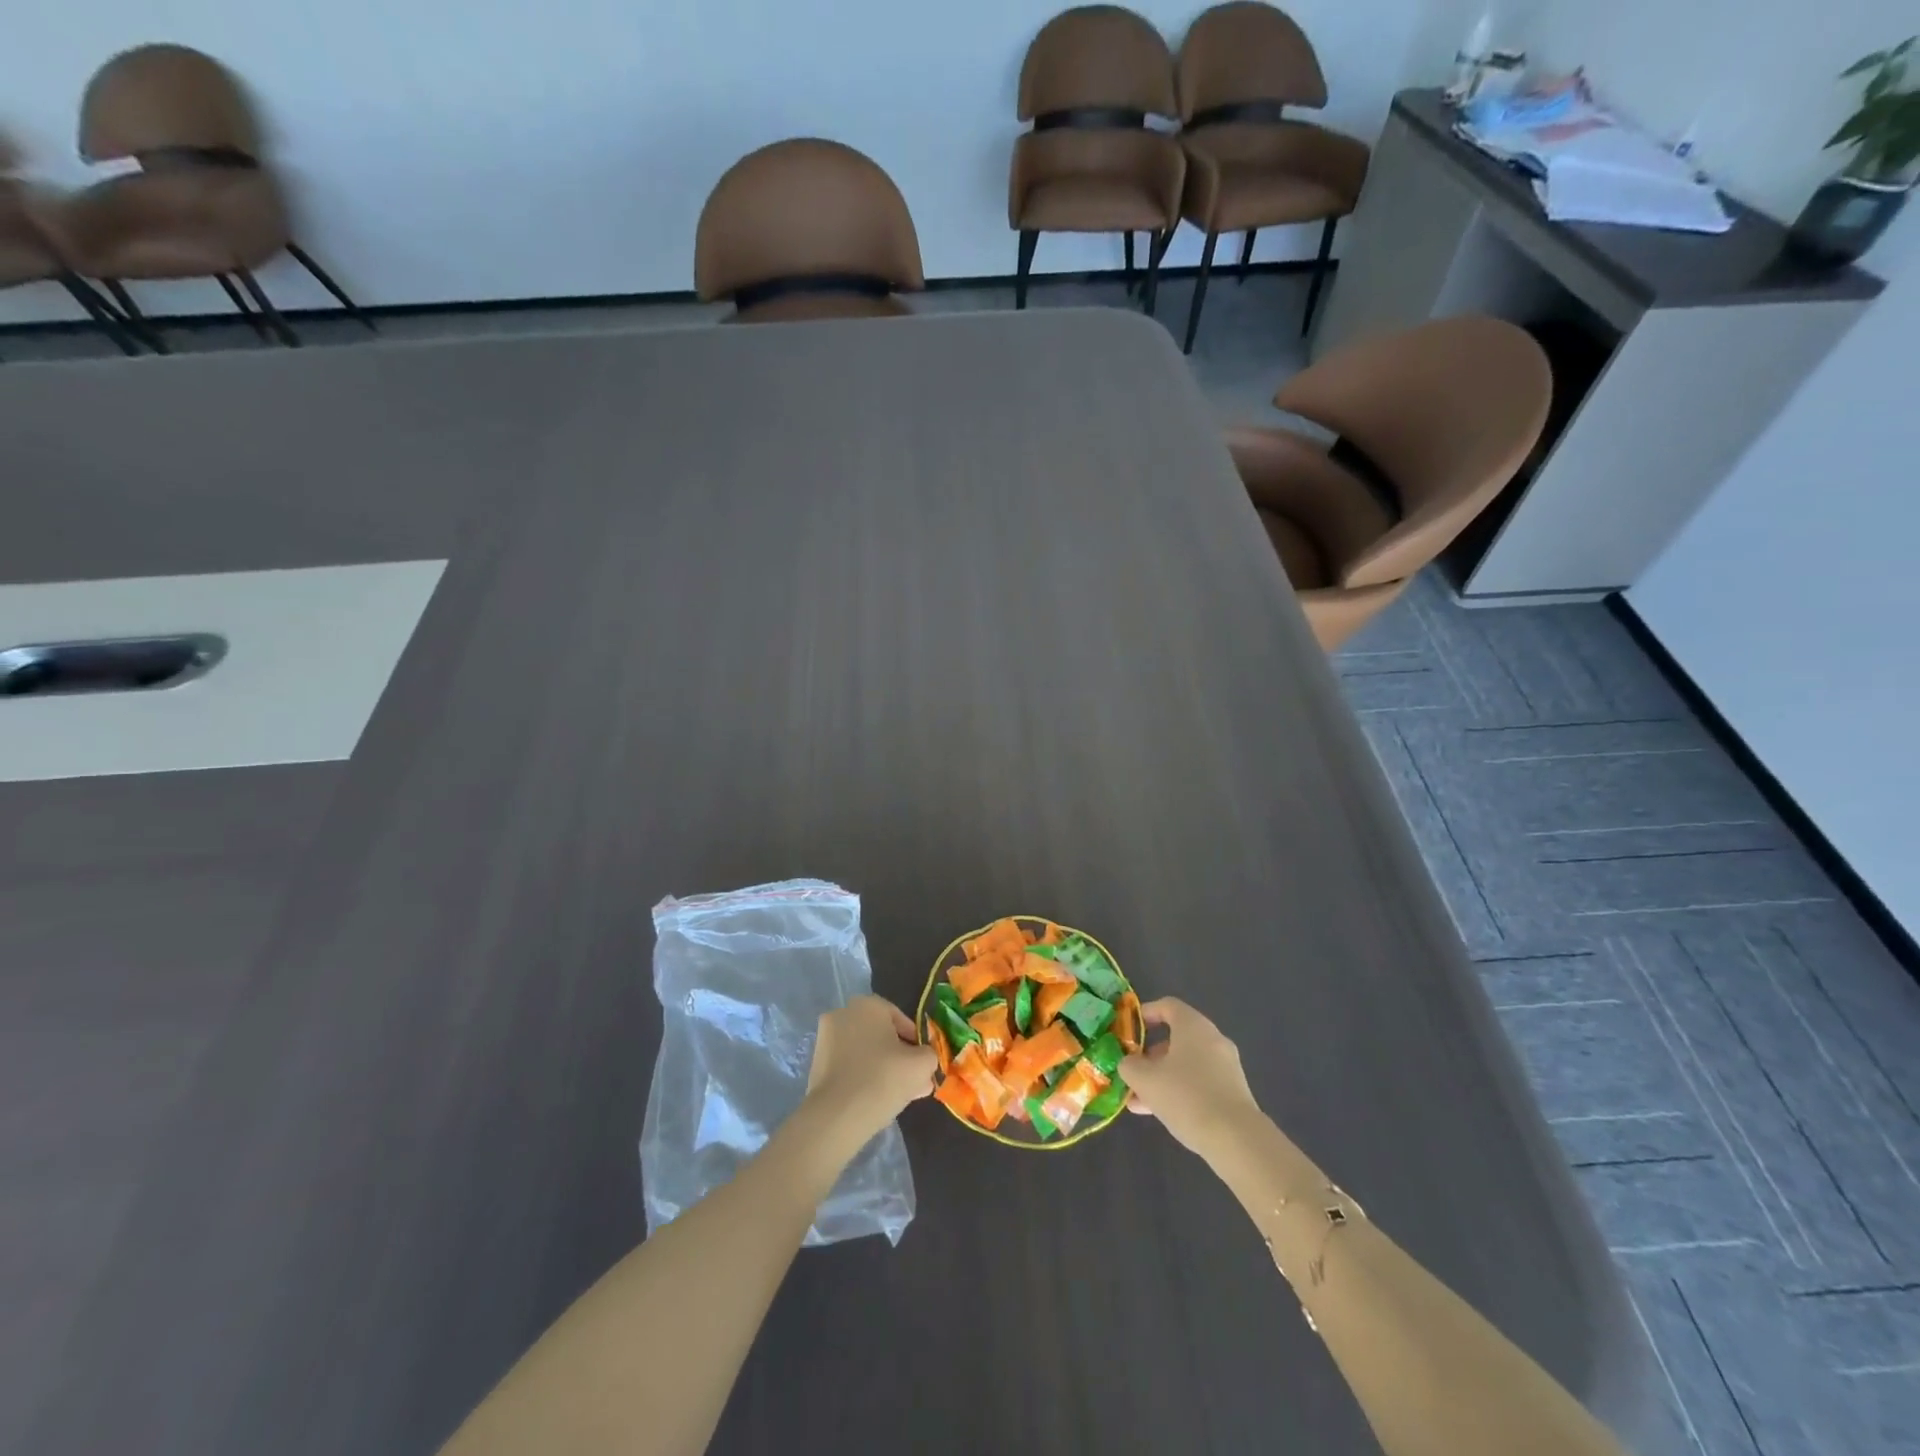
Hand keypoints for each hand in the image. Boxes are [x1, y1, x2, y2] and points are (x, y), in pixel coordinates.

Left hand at [803, 996, 936, 1143]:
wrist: (836, 1116)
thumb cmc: (883, 1078)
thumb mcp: (922, 1064)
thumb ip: (929, 1055)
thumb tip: (924, 1060)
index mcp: (868, 1004)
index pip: (901, 1020)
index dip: (917, 1043)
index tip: (924, 1064)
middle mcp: (843, 1014)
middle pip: (881, 1036)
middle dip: (899, 1057)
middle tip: (914, 1082)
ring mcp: (826, 1039)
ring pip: (865, 1052)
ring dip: (882, 1069)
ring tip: (898, 1096)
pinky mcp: (816, 1064)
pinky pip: (849, 1067)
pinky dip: (863, 1078)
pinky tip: (875, 1101)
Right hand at [1122, 998, 1263, 1157]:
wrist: (1237, 1140)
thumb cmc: (1186, 1097)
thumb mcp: (1145, 1080)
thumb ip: (1129, 1066)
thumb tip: (1128, 1063)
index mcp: (1193, 1026)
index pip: (1167, 1006)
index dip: (1145, 1013)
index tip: (1129, 1031)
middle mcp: (1213, 1039)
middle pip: (1176, 1038)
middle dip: (1150, 1055)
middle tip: (1132, 1072)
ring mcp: (1226, 1066)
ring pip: (1186, 1064)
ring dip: (1161, 1077)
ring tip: (1139, 1101)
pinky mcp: (1233, 1091)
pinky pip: (1200, 1082)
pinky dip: (1180, 1090)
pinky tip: (1161, 1114)